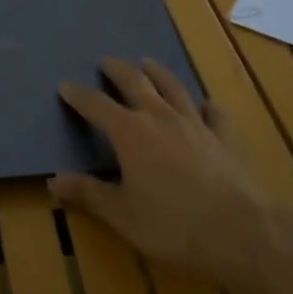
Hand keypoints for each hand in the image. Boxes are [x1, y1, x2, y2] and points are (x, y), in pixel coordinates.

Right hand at [51, 58, 271, 290]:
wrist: (239, 231)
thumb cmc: (172, 225)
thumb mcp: (122, 215)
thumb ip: (89, 194)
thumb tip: (53, 181)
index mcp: (129, 132)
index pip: (96, 105)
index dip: (78, 95)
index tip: (65, 85)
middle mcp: (159, 117)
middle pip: (134, 82)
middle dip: (117, 70)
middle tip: (105, 61)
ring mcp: (194, 123)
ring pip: (172, 87)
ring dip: (157, 73)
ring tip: (148, 63)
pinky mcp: (223, 137)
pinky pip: (213, 113)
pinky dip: (205, 106)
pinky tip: (205, 105)